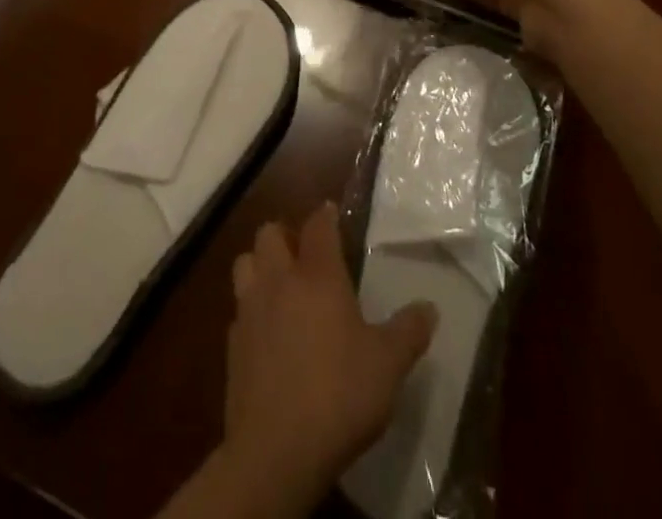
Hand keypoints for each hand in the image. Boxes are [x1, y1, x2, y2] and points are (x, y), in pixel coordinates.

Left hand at [222, 205, 435, 503]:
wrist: (277, 448)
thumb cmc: (339, 394)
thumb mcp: (388, 366)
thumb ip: (408, 332)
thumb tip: (430, 307)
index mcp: (318, 275)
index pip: (318, 226)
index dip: (325, 215)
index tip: (331, 213)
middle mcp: (279, 280)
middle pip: (270, 233)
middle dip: (285, 235)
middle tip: (303, 254)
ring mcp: (250, 308)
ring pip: (245, 262)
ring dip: (260, 264)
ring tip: (279, 284)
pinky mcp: (232, 342)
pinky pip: (238, 309)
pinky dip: (251, 310)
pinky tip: (266, 332)